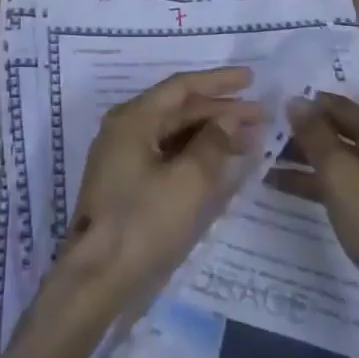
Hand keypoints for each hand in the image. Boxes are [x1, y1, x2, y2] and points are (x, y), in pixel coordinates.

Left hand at [54, 67, 263, 323]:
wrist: (96, 278)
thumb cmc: (143, 222)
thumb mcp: (188, 182)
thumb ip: (213, 144)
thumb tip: (231, 118)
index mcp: (134, 119)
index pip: (181, 87)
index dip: (219, 81)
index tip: (252, 78)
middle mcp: (126, 129)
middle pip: (179, 110)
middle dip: (221, 111)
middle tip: (261, 116)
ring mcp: (124, 157)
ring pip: (175, 134)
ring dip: (211, 134)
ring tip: (250, 139)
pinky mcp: (128, 183)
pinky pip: (168, 155)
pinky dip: (196, 155)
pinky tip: (222, 164)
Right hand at [287, 0, 358, 325]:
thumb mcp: (343, 178)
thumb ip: (315, 138)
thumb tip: (296, 103)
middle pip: (346, 108)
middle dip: (309, 108)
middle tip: (267, 106)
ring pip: (339, 142)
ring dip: (305, 144)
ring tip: (260, 145)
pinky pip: (341, 173)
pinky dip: (313, 174)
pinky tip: (275, 182)